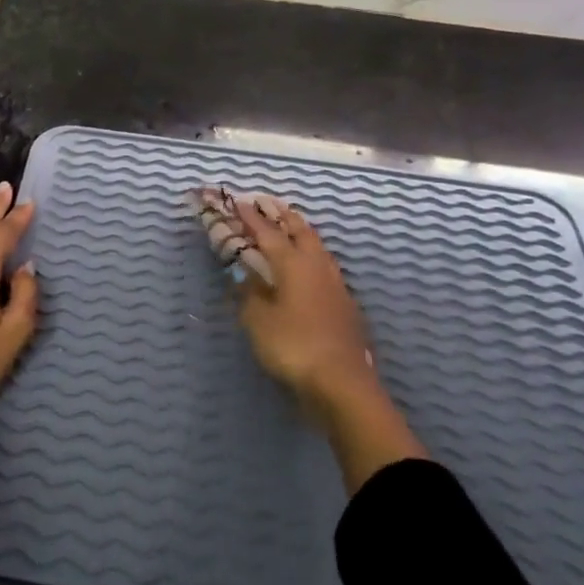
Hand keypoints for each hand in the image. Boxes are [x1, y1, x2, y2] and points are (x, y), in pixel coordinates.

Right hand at [231, 196, 375, 406]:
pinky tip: (309, 268)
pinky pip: (326, 268)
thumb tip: (248, 279)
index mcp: (292, 263)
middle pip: (300, 231)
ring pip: (317, 247)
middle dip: (283, 216)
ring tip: (291, 229)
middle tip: (269, 205)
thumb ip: (250, 295)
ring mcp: (335, 284)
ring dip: (302, 233)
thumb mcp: (258, 321)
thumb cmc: (293, 346)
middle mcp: (316, 265)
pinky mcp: (345, 304)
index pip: (267, 232)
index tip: (238, 202)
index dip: (251, 218)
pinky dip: (313, 257)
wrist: (342, 382)